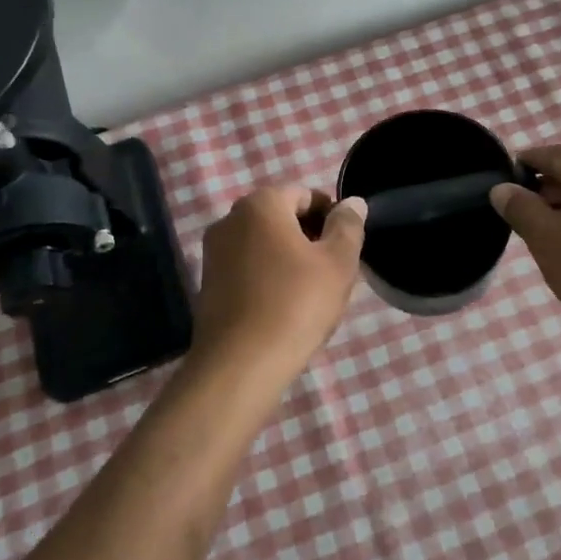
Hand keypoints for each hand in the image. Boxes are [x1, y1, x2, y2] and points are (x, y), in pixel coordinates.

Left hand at [190, 187, 366, 388]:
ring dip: (291, 258)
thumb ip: (348, 226)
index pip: (306, 194)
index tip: (346, 248)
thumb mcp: (337, 263)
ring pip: (266, 244)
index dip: (332, 217)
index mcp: (261, 204)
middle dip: (311, 238)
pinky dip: (269, 277)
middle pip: (283, 217)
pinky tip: (285, 307)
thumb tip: (352, 202)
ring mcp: (214, 252)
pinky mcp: (208, 283)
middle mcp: (230, 219)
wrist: (240, 365)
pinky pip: (248, 267)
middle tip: (334, 272)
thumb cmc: (296, 304)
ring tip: (312, 293)